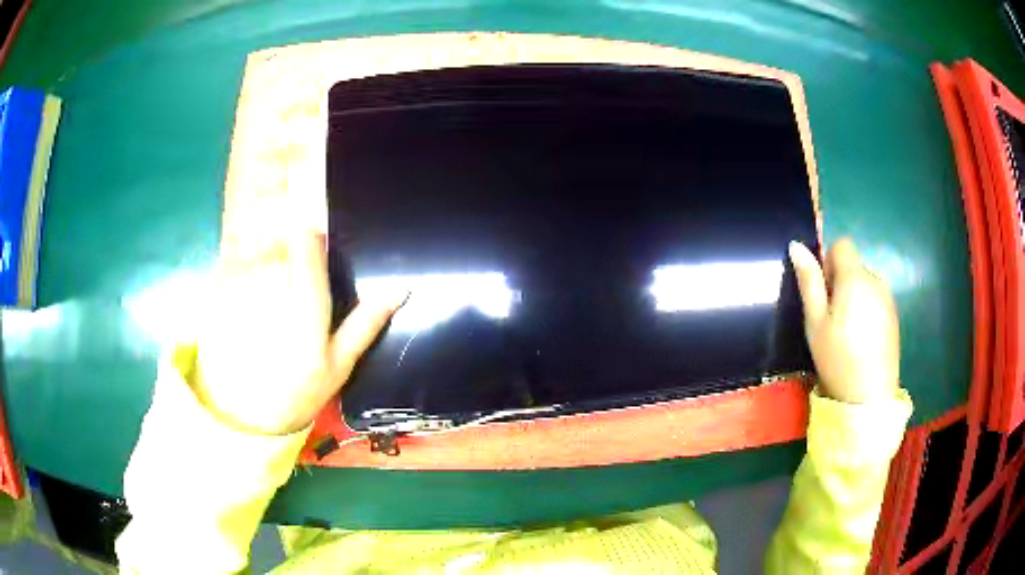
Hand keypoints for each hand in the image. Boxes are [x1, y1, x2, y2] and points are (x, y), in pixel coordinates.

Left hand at [194, 224, 405, 434]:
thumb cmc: (296, 393)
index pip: (307, 240)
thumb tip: (402, 289)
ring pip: (259, 255)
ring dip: (265, 273)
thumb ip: (366, 322)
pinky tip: (245, 316)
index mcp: (305, 299)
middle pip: (283, 245)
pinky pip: (237, 267)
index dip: (314, 243)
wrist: (240, 415)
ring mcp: (239, 283)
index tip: (316, 262)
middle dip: (290, 264)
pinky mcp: (217, 289)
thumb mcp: (339, 365)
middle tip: (290, 304)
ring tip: (265, 315)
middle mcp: (269, 281)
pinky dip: (243, 282)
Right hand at [788, 238, 899, 403]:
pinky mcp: (894, 316)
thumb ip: (809, 282)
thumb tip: (796, 246)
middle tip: (832, 317)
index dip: (829, 261)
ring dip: (854, 296)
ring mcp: (888, 299)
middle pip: (854, 265)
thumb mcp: (815, 322)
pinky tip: (861, 338)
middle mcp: (876, 280)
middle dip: (841, 281)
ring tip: (847, 331)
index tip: (823, 291)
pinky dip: (866, 309)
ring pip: (866, 283)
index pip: (842, 245)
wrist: (869, 397)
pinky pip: (876, 299)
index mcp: (855, 278)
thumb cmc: (837, 358)